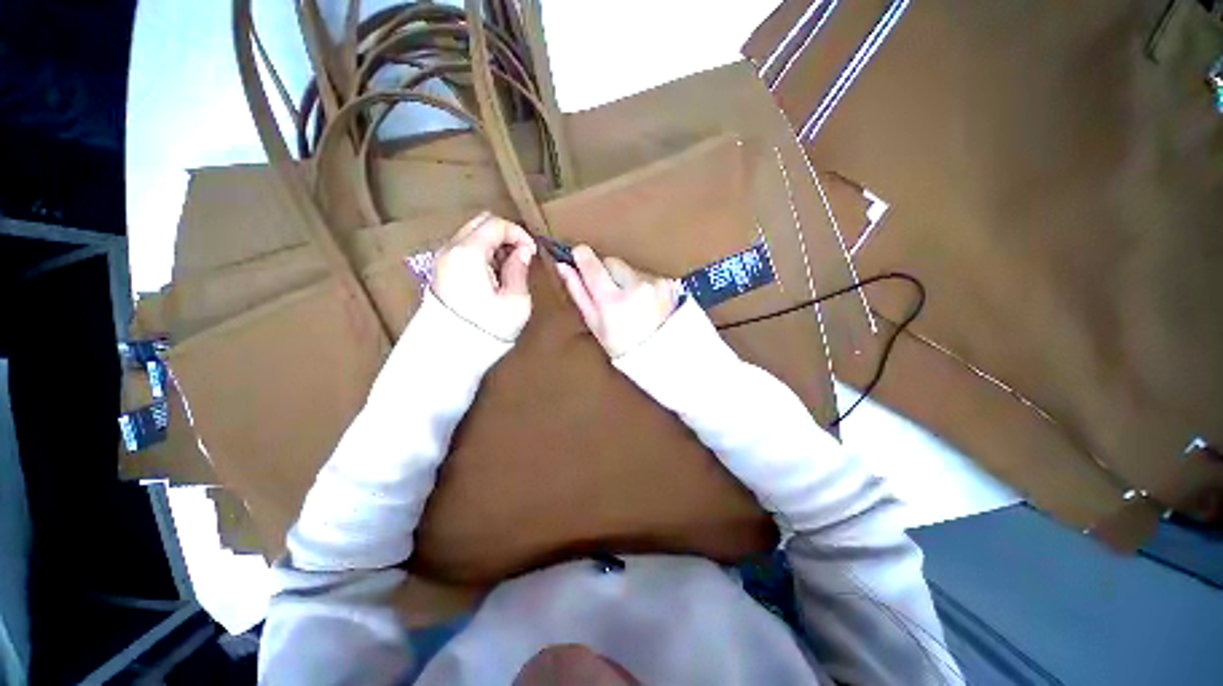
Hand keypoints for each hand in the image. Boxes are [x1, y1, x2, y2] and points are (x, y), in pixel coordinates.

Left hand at [431, 212, 536, 340]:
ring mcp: (442, 259)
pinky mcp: (440, 271)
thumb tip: (523, 252)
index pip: (495, 224)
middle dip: (505, 234)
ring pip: (471, 234)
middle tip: (522, 255)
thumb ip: (519, 269)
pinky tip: (493, 273)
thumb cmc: (487, 327)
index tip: (532, 251)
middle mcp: (450, 249)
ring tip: (509, 266)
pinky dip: (481, 252)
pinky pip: (463, 249)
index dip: (519, 233)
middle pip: (480, 223)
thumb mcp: (515, 300)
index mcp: (468, 253)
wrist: (450, 351)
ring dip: (493, 243)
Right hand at [556, 245, 679, 356]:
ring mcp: (654, 284)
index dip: (583, 258)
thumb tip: (563, 266)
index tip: (578, 254)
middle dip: (607, 272)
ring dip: (626, 279)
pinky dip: (642, 284)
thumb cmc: (621, 345)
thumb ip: (578, 292)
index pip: (593, 266)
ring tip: (630, 303)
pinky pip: (647, 274)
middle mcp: (635, 287)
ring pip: (630, 267)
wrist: (659, 355)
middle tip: (608, 294)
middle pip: (612, 262)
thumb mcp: (594, 324)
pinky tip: (644, 302)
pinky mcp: (668, 284)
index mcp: (613, 301)